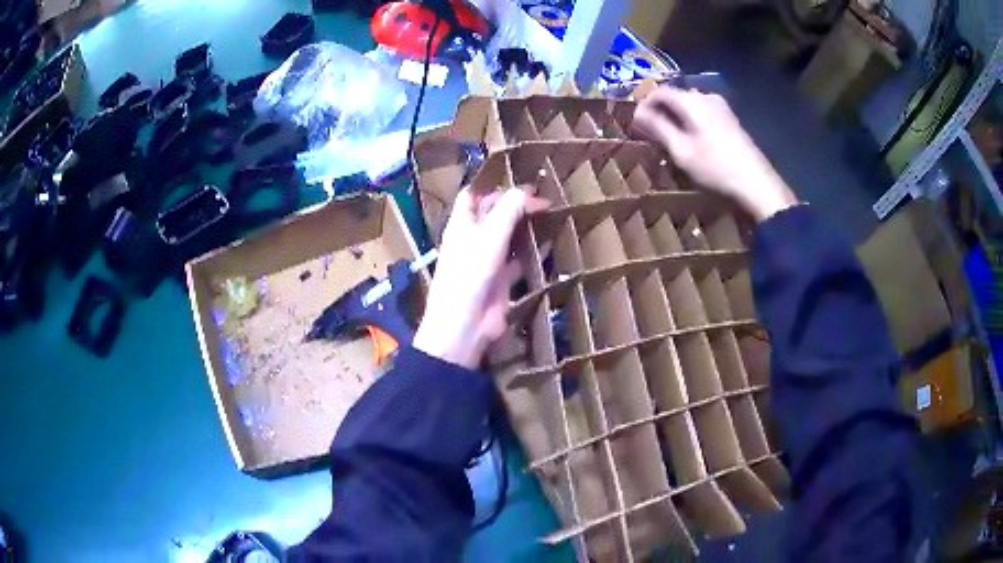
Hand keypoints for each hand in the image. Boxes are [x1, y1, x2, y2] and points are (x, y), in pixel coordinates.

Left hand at [414, 187, 548, 369]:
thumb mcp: (489, 237)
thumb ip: (508, 211)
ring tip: (553, 214)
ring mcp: (488, 260)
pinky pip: (520, 262)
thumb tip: (525, 190)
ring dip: (527, 228)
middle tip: (546, 196)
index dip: (492, 185)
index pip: (473, 195)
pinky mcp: (501, 281)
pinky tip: (552, 245)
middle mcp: (474, 239)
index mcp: (462, 224)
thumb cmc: (470, 275)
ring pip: (510, 237)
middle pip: (495, 215)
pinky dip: (534, 253)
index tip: (518, 177)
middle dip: (517, 205)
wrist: (465, 326)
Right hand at [633, 87, 797, 221]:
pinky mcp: (729, 118)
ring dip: (675, 118)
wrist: (756, 183)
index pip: (658, 92)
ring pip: (688, 105)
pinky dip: (690, 122)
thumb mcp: (681, 150)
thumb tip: (636, 112)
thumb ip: (658, 127)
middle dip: (659, 112)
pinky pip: (701, 112)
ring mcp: (720, 106)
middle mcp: (705, 96)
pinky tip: (690, 141)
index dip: (643, 105)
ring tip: (668, 139)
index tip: (635, 124)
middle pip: (674, 97)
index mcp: (691, 100)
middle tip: (649, 133)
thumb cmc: (715, 167)